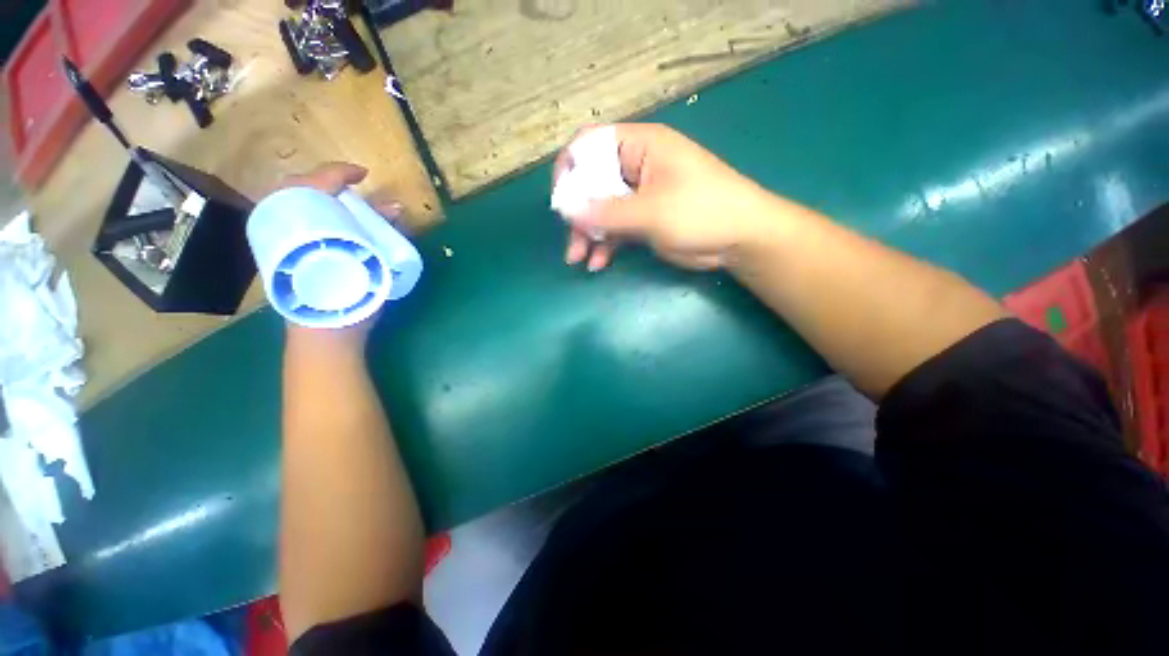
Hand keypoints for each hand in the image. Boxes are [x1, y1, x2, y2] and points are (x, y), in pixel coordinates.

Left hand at [272, 162, 401, 351]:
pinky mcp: (279, 251)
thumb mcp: (370, 260)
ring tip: (345, 204)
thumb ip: (380, 231)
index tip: (362, 174)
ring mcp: (275, 238)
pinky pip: (290, 220)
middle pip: (297, 187)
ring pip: (291, 202)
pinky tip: (330, 223)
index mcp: (298, 222)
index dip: (338, 172)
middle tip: (352, 190)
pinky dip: (311, 213)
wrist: (325, 327)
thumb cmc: (348, 295)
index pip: (313, 183)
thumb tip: (396, 207)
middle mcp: (280, 224)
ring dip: (318, 196)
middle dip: (325, 182)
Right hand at [553, 123, 790, 270]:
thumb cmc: (702, 212)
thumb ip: (607, 211)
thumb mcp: (652, 211)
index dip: (571, 169)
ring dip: (588, 234)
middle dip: (578, 214)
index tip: (562, 201)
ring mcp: (639, 195)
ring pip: (600, 210)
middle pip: (592, 183)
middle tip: (572, 242)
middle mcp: (635, 167)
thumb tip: (566, 208)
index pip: (591, 145)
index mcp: (640, 147)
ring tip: (579, 259)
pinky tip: (598, 262)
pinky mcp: (643, 220)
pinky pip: (614, 228)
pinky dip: (605, 244)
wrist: (740, 240)